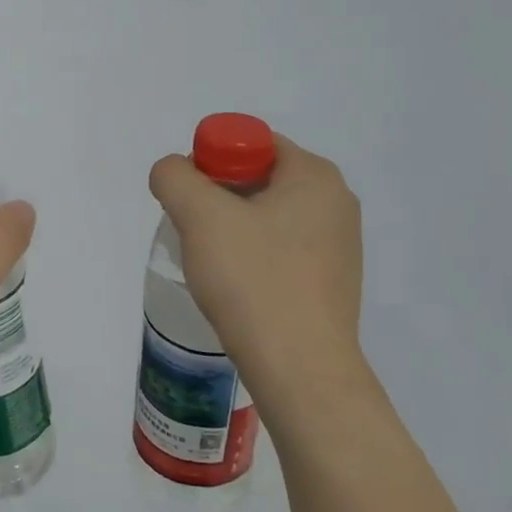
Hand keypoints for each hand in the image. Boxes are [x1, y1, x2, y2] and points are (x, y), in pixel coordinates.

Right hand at [149, 136, 367, 432]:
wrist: (300, 369)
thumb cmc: (253, 281)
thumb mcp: (200, 216)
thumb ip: (174, 177)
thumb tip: (173, 172)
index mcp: (315, 176)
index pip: (251, 142)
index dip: (210, 161)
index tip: (189, 200)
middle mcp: (336, 202)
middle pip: (258, 179)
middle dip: (216, 198)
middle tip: (190, 230)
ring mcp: (339, 245)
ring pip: (267, 217)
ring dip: (230, 230)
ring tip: (211, 264)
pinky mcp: (330, 282)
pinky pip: (280, 251)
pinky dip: (252, 258)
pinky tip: (235, 287)